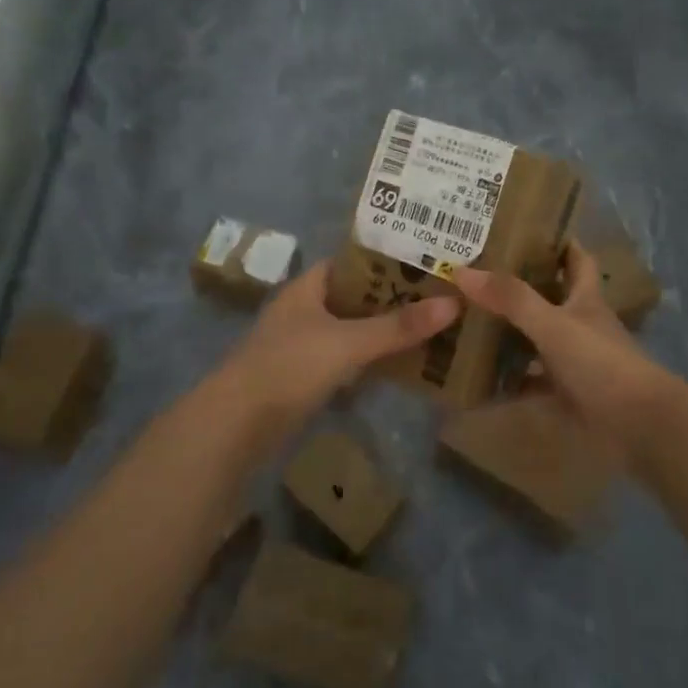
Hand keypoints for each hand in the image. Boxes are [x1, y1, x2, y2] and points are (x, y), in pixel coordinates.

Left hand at [206, 263, 458, 436]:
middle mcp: (303, 310)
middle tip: (439, 298)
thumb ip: (398, 327)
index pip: (352, 263)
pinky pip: (344, 360)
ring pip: (351, 330)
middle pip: (355, 297)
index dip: (387, 260)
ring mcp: (301, 345)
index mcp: (307, 287)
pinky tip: (398, 365)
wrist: (234, 426)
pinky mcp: (302, 377)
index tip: (426, 263)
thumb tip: (453, 303)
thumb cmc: (289, 367)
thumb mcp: (348, 343)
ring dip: (382, 331)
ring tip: (429, 329)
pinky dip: (368, 360)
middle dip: (392, 299)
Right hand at [450, 242, 680, 451]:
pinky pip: (530, 381)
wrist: (638, 424)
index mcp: (584, 298)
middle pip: (548, 296)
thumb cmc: (601, 362)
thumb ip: (511, 299)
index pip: (575, 258)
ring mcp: (574, 359)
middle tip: (475, 275)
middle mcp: (580, 323)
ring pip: (536, 338)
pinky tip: (478, 377)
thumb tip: (462, 271)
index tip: (522, 228)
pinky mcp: (566, 393)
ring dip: (509, 332)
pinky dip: (508, 379)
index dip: (556, 242)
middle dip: (517, 286)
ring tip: (467, 320)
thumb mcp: (553, 324)